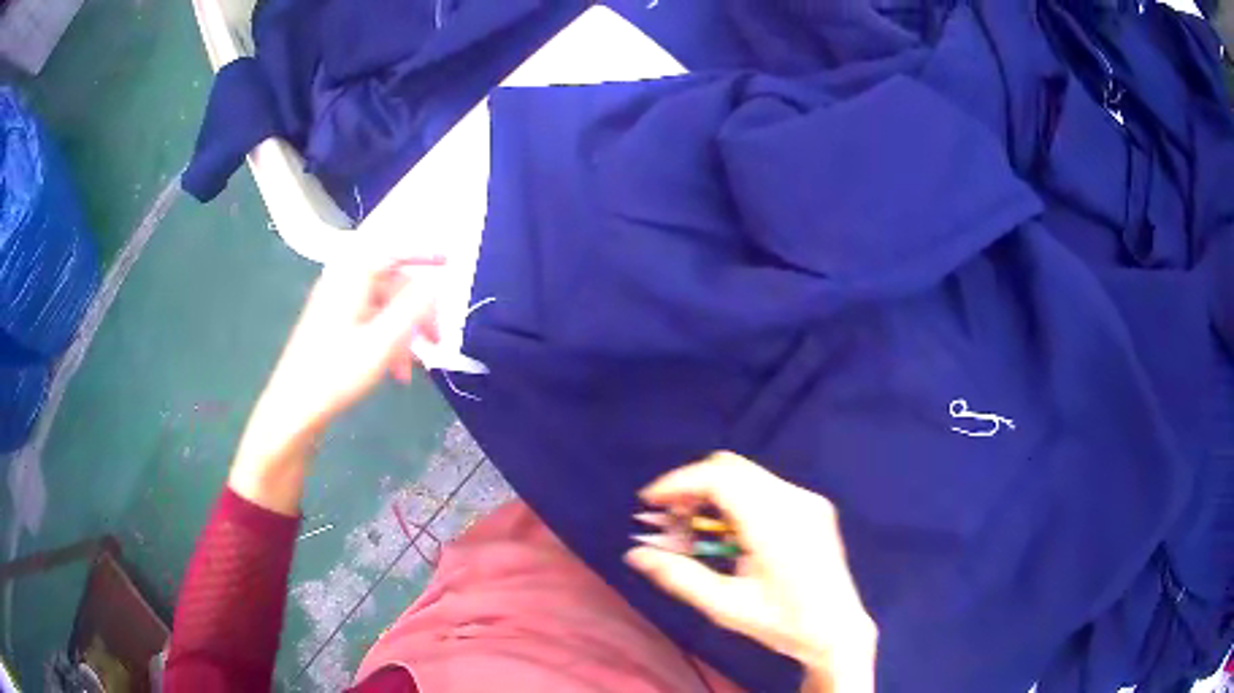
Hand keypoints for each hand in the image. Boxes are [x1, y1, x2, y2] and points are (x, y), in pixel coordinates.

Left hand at [229, 247, 442, 513]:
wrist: (294, 408)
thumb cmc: (336, 373)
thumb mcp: (382, 343)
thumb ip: (412, 308)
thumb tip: (436, 282)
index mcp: (351, 278)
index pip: (392, 250)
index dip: (422, 253)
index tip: (450, 262)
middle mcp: (341, 283)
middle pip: (390, 282)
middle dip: (417, 309)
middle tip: (436, 340)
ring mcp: (335, 305)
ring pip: (382, 306)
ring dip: (404, 331)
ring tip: (415, 366)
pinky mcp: (332, 325)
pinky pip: (370, 321)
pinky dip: (387, 339)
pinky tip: (396, 371)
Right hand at [625, 452, 876, 692]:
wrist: (838, 629)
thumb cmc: (782, 623)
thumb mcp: (725, 607)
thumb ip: (678, 577)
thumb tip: (635, 555)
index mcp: (774, 523)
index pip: (719, 478)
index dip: (679, 482)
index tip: (650, 502)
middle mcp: (794, 500)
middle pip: (731, 468)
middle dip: (692, 486)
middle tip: (669, 518)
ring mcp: (807, 500)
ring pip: (747, 475)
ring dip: (713, 492)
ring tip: (694, 529)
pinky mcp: (814, 506)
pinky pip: (765, 487)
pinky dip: (736, 499)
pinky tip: (728, 532)